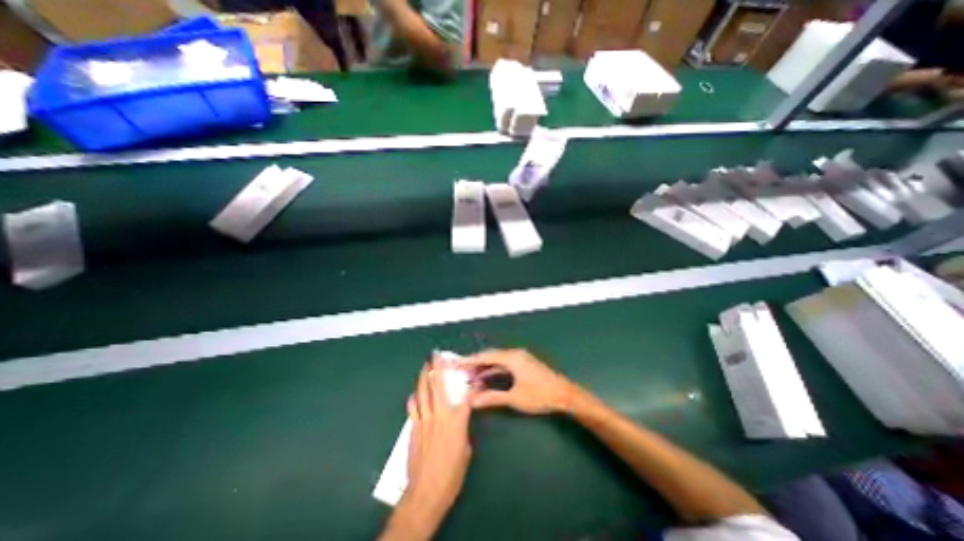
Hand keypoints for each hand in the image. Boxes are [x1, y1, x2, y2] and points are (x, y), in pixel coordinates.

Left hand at [402, 358, 472, 518]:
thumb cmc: (452, 473)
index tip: (473, 375)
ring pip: (422, 393)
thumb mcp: (466, 450)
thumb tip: (462, 417)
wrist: (426, 492)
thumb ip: (463, 428)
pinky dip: (413, 398)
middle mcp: (439, 414)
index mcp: (456, 420)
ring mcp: (424, 420)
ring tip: (424, 366)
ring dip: (423, 377)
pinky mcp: (413, 428)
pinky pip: (412, 408)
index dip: (471, 385)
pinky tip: (414, 393)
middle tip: (435, 355)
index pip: (465, 396)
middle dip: (437, 368)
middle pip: (437, 386)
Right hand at [459, 350, 571, 413]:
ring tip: (470, 377)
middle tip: (461, 372)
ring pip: (497, 361)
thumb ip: (492, 398)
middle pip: (490, 356)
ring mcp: (520, 358)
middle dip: (475, 364)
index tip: (456, 364)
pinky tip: (486, 378)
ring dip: (484, 368)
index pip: (486, 356)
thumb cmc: (540, 395)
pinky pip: (504, 365)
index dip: (470, 360)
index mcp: (512, 358)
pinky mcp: (523, 364)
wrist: (564, 394)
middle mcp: (514, 354)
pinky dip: (494, 371)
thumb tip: (472, 401)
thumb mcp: (515, 398)